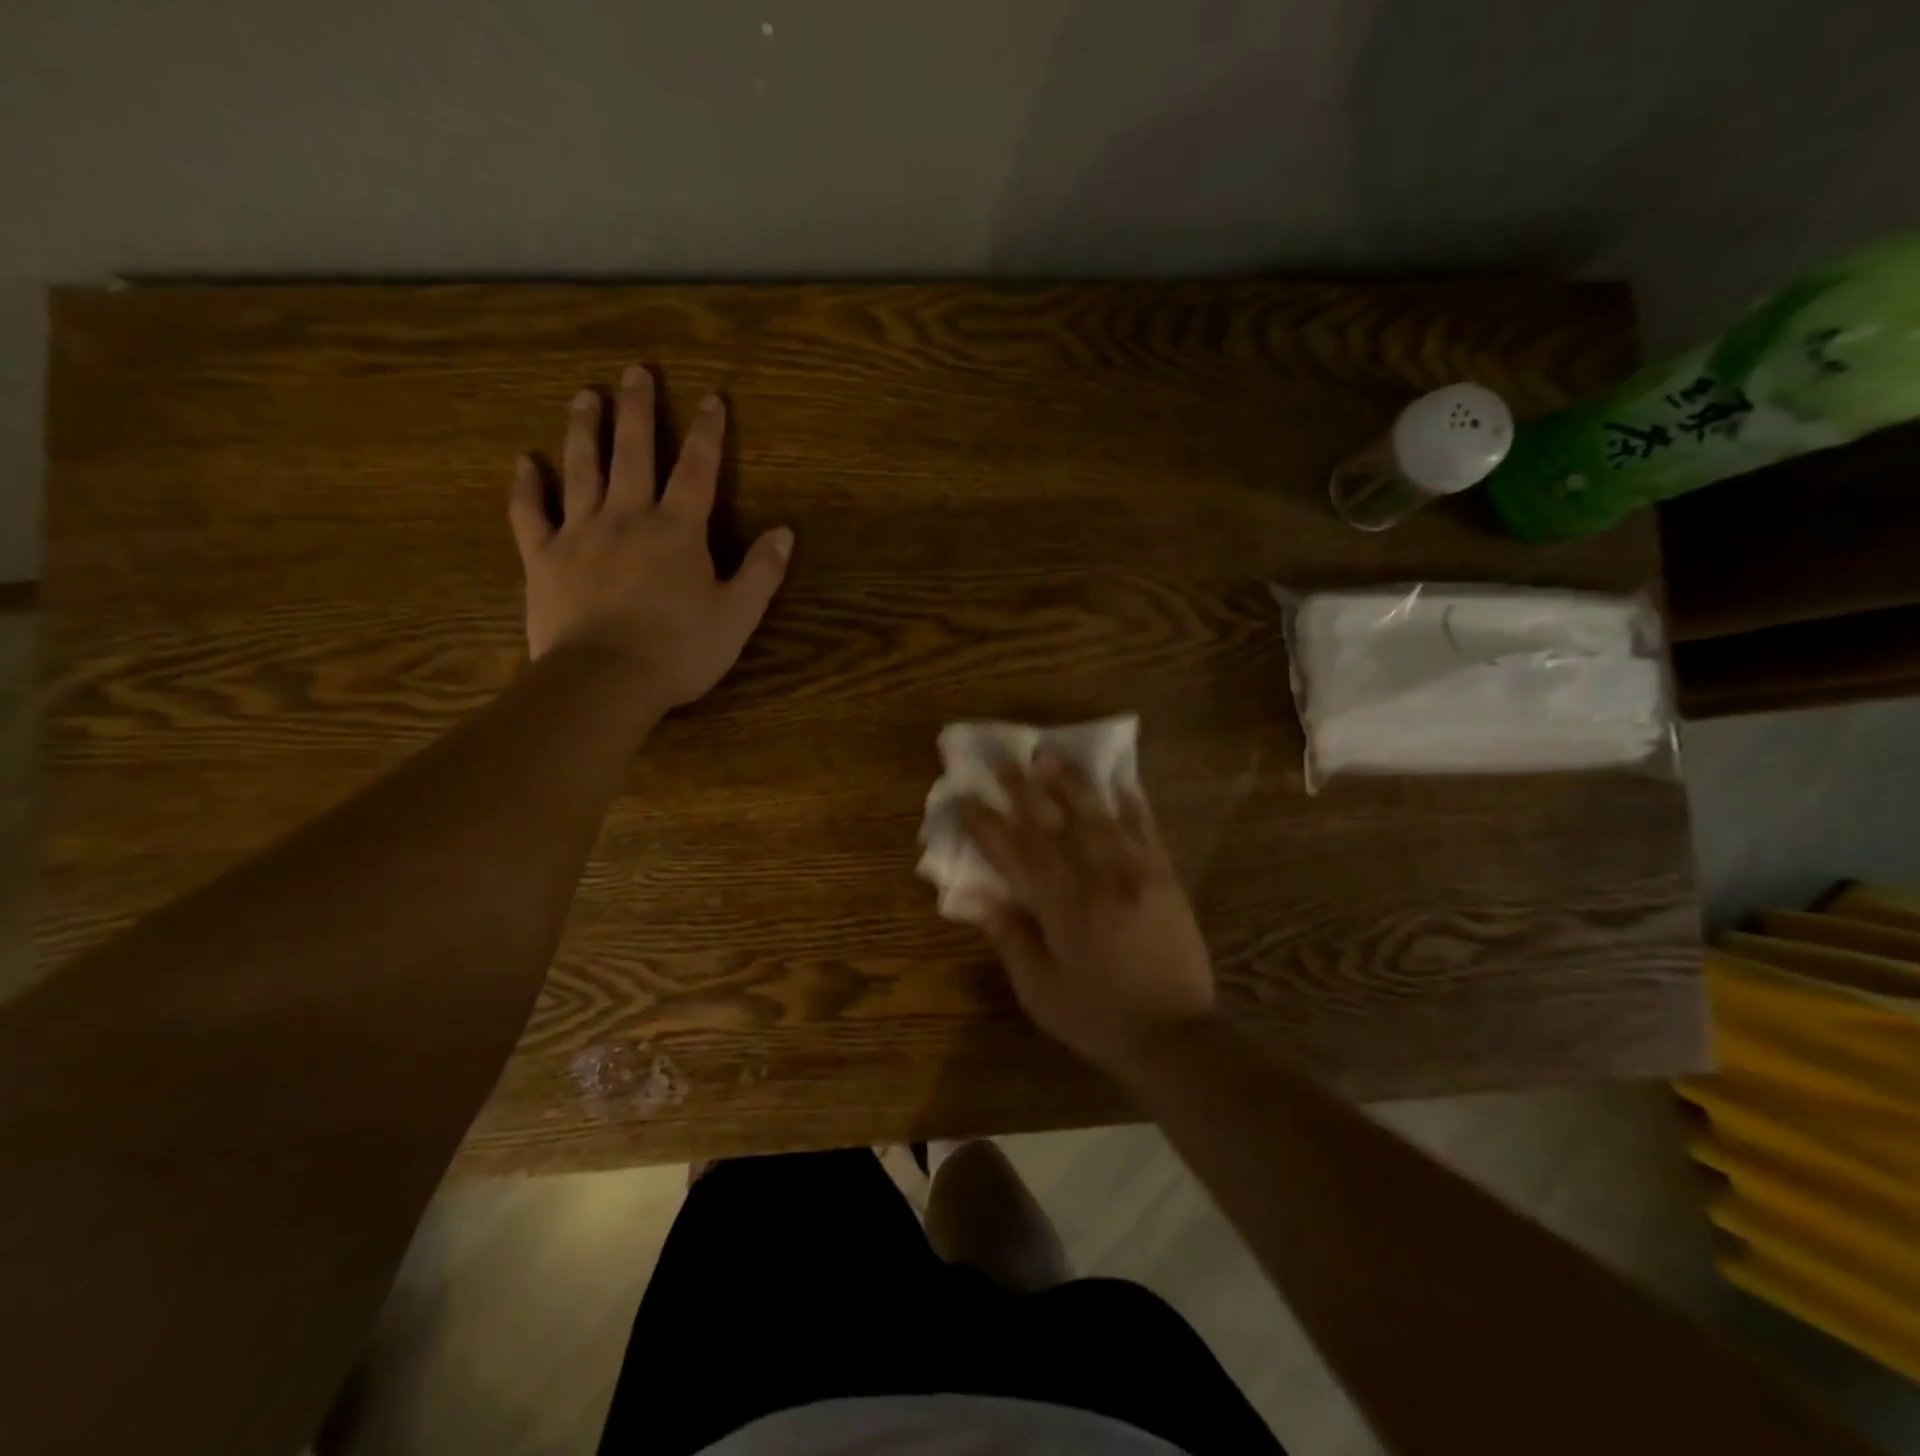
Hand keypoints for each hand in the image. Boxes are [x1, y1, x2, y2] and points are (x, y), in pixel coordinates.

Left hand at [509, 366, 792, 706]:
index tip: (711, 399)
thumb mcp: (737, 616)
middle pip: (634, 454)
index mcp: (678, 531)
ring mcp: (580, 534)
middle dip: (638, 411)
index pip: (698, 472)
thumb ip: (761, 572)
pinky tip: (525, 461)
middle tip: (635, 372)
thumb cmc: (679, 650)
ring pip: (582, 469)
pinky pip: (532, 513)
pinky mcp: (544, 558)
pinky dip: (527, 486)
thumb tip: (784, 532)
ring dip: (586, 430)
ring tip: (585, 395)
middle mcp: (628, 518)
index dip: (708, 434)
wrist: (605, 679)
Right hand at [964, 754, 1215, 1076]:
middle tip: (1005, 760)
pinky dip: (1132, 804)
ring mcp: (1135, 872)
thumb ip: (1010, 938)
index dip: (987, 825)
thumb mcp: (1040, 990)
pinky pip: (1146, 830)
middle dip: (1024, 789)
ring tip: (1049, 754)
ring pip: (1096, 816)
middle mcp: (1096, 878)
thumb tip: (977, 896)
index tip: (966, 799)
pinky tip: (1120, 781)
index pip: (1015, 853)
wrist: (1175, 1035)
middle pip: (1053, 823)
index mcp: (1061, 907)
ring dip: (1070, 783)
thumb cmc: (1097, 1016)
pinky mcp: (1165, 877)